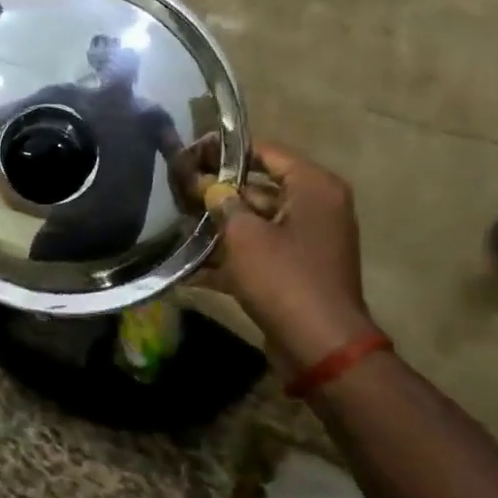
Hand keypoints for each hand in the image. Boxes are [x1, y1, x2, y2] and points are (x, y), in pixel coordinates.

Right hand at [193, 139, 378, 367]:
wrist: (320, 346)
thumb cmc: (284, 277)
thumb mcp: (244, 234)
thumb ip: (222, 201)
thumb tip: (207, 186)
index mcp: (313, 187)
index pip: (265, 152)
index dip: (224, 152)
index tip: (190, 155)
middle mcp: (315, 207)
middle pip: (257, 188)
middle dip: (217, 193)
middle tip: (177, 192)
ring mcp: (306, 241)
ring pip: (254, 222)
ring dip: (218, 226)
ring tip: (177, 226)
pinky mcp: (295, 270)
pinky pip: (258, 252)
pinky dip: (229, 258)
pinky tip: (189, 267)